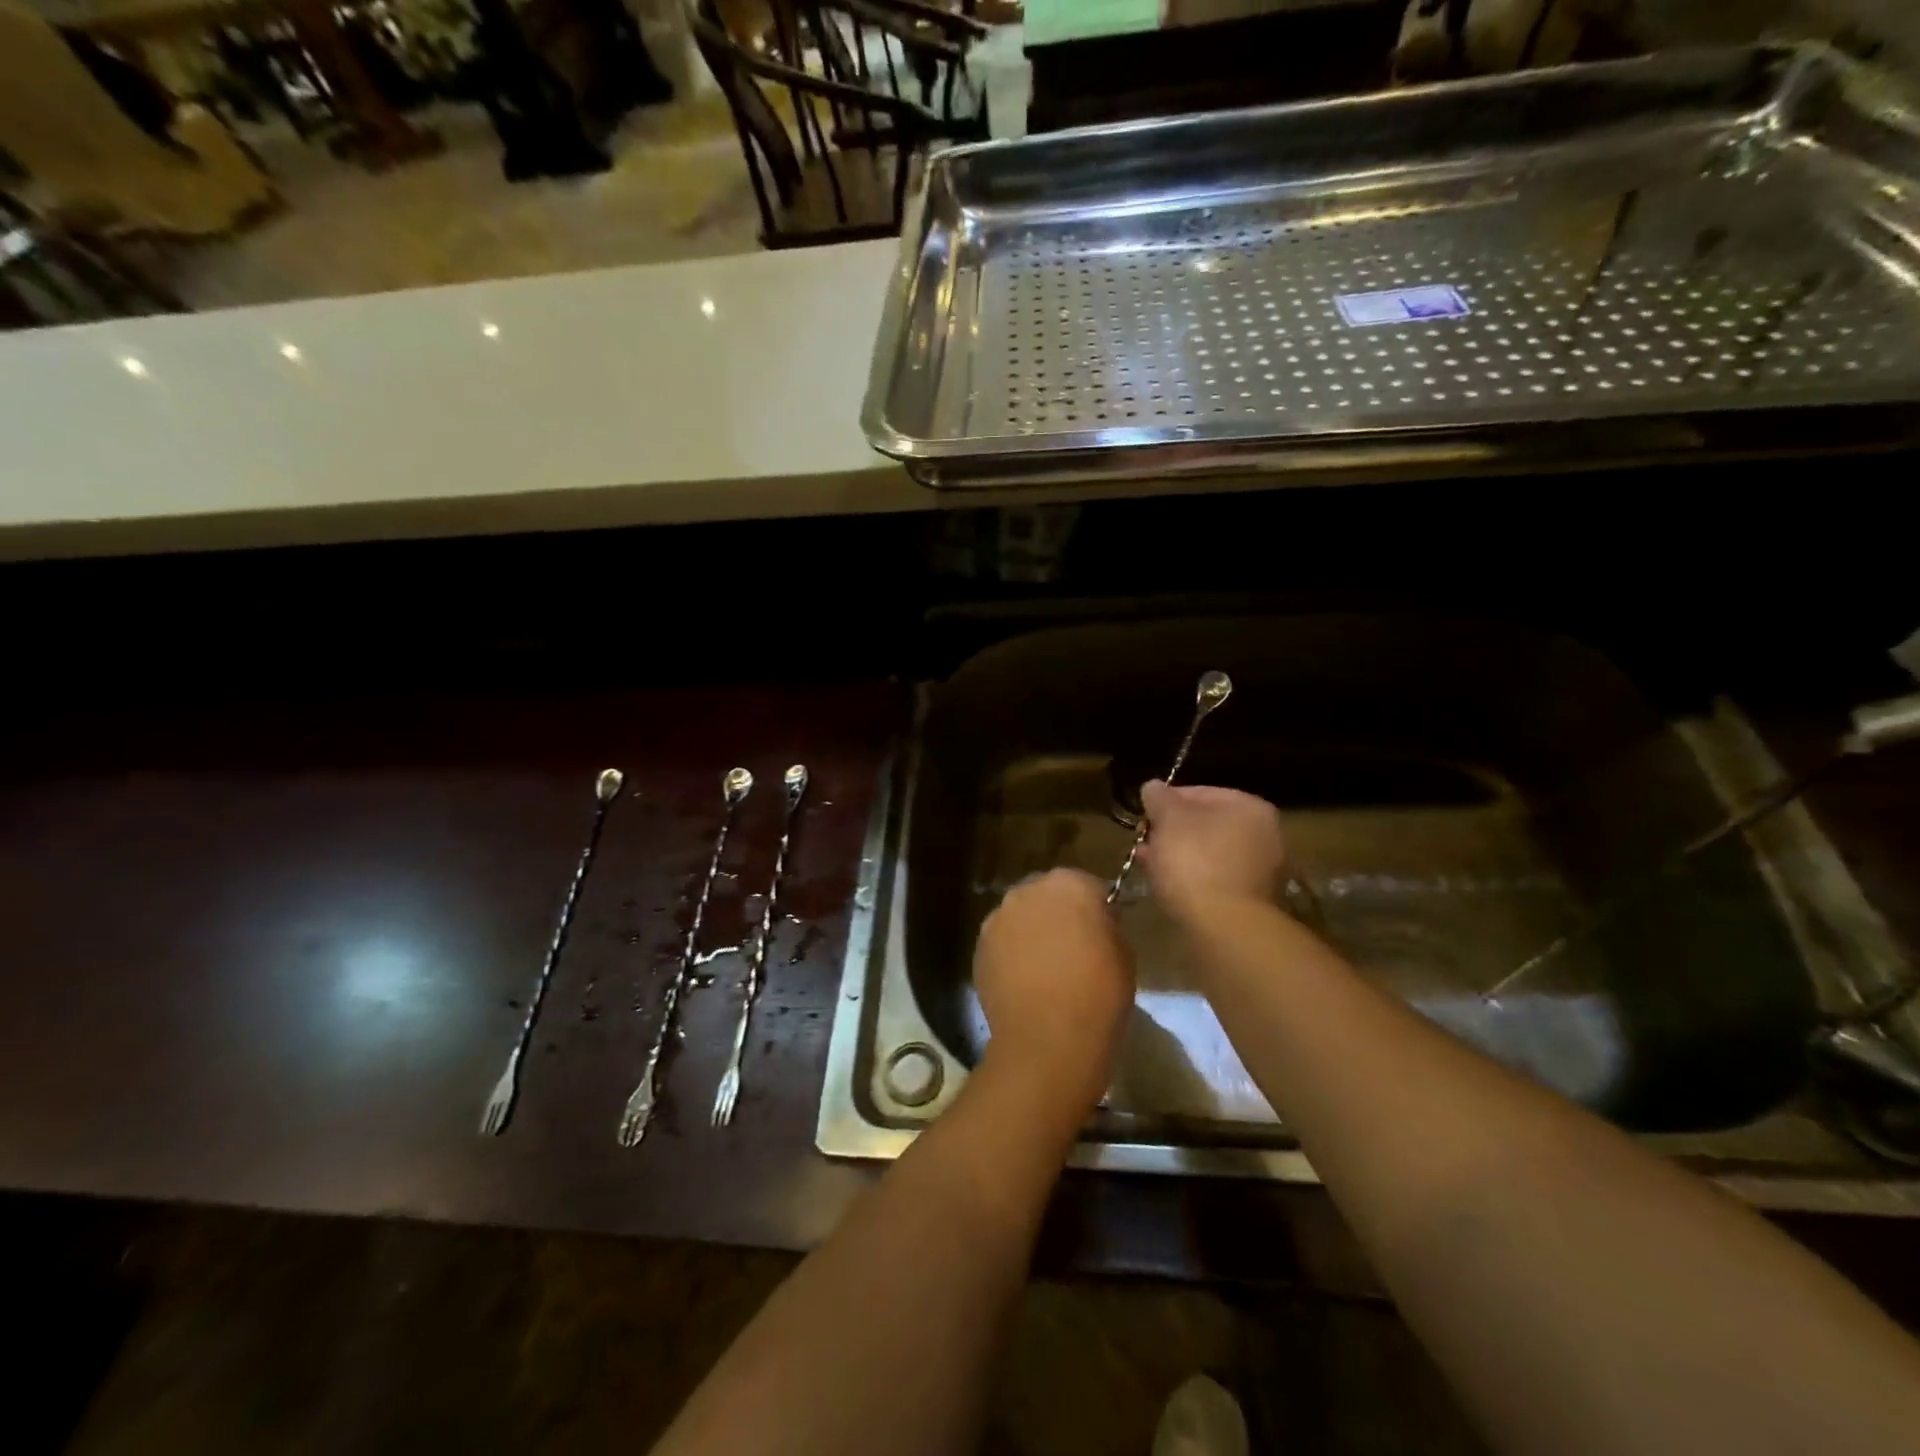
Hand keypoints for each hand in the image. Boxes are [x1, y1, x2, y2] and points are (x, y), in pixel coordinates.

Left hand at [973, 868, 1133, 1112]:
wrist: (1048, 1039)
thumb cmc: (1098, 994)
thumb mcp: (1124, 953)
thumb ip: (1107, 926)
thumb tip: (1096, 924)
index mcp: (1069, 884)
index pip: (1086, 885)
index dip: (1095, 908)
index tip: (1102, 932)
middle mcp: (1027, 890)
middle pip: (1047, 895)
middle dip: (1058, 914)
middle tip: (1073, 947)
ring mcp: (998, 917)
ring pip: (1020, 916)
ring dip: (1032, 931)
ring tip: (1046, 967)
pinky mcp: (979, 946)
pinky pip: (1002, 942)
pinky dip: (1011, 953)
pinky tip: (1024, 982)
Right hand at [1137, 781, 1286, 920]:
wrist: (1225, 927)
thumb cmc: (1195, 861)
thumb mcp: (1168, 820)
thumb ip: (1159, 798)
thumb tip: (1153, 786)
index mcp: (1249, 806)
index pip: (1200, 792)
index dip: (1166, 801)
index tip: (1143, 815)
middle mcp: (1265, 834)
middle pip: (1206, 824)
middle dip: (1172, 831)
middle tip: (1144, 840)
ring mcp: (1262, 869)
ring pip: (1209, 852)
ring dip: (1179, 855)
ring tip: (1149, 863)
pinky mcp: (1252, 900)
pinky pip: (1215, 878)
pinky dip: (1193, 877)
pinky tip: (1167, 884)